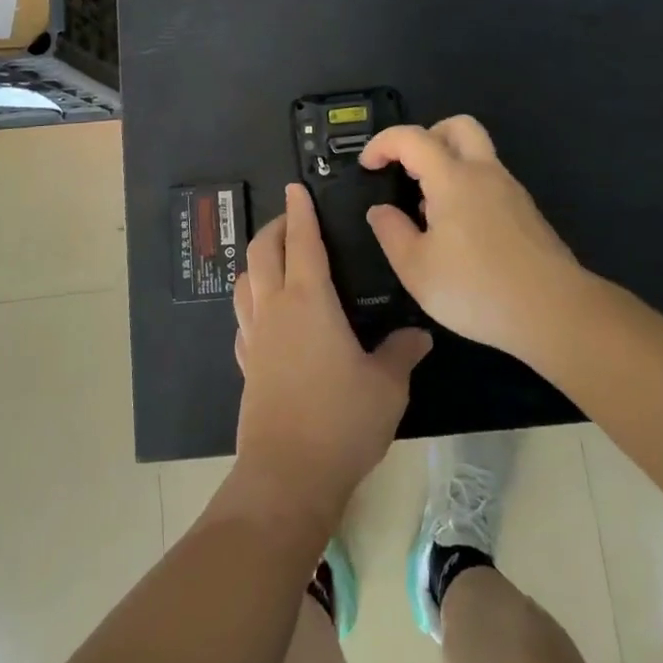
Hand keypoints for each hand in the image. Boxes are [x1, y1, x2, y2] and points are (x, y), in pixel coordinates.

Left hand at [233, 183, 431, 529]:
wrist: (287, 475)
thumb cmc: (341, 420)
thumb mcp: (386, 386)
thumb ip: (401, 353)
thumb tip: (419, 335)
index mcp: (309, 300)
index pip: (302, 241)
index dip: (300, 211)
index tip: (296, 188)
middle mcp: (276, 308)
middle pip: (263, 251)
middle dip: (274, 227)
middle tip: (290, 217)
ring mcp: (255, 337)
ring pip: (245, 281)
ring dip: (257, 260)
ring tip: (274, 258)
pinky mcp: (246, 364)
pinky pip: (243, 318)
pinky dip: (252, 301)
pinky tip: (265, 314)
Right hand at [360, 115, 588, 360]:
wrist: (555, 312)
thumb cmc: (477, 289)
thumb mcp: (416, 269)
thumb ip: (391, 232)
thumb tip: (380, 210)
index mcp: (453, 178)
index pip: (412, 138)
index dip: (383, 143)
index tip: (368, 166)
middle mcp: (485, 173)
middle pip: (458, 127)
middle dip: (427, 136)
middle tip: (408, 169)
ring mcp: (511, 192)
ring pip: (478, 154)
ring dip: (448, 165)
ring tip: (429, 212)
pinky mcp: (526, 214)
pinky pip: (490, 182)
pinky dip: (468, 189)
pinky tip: (459, 234)